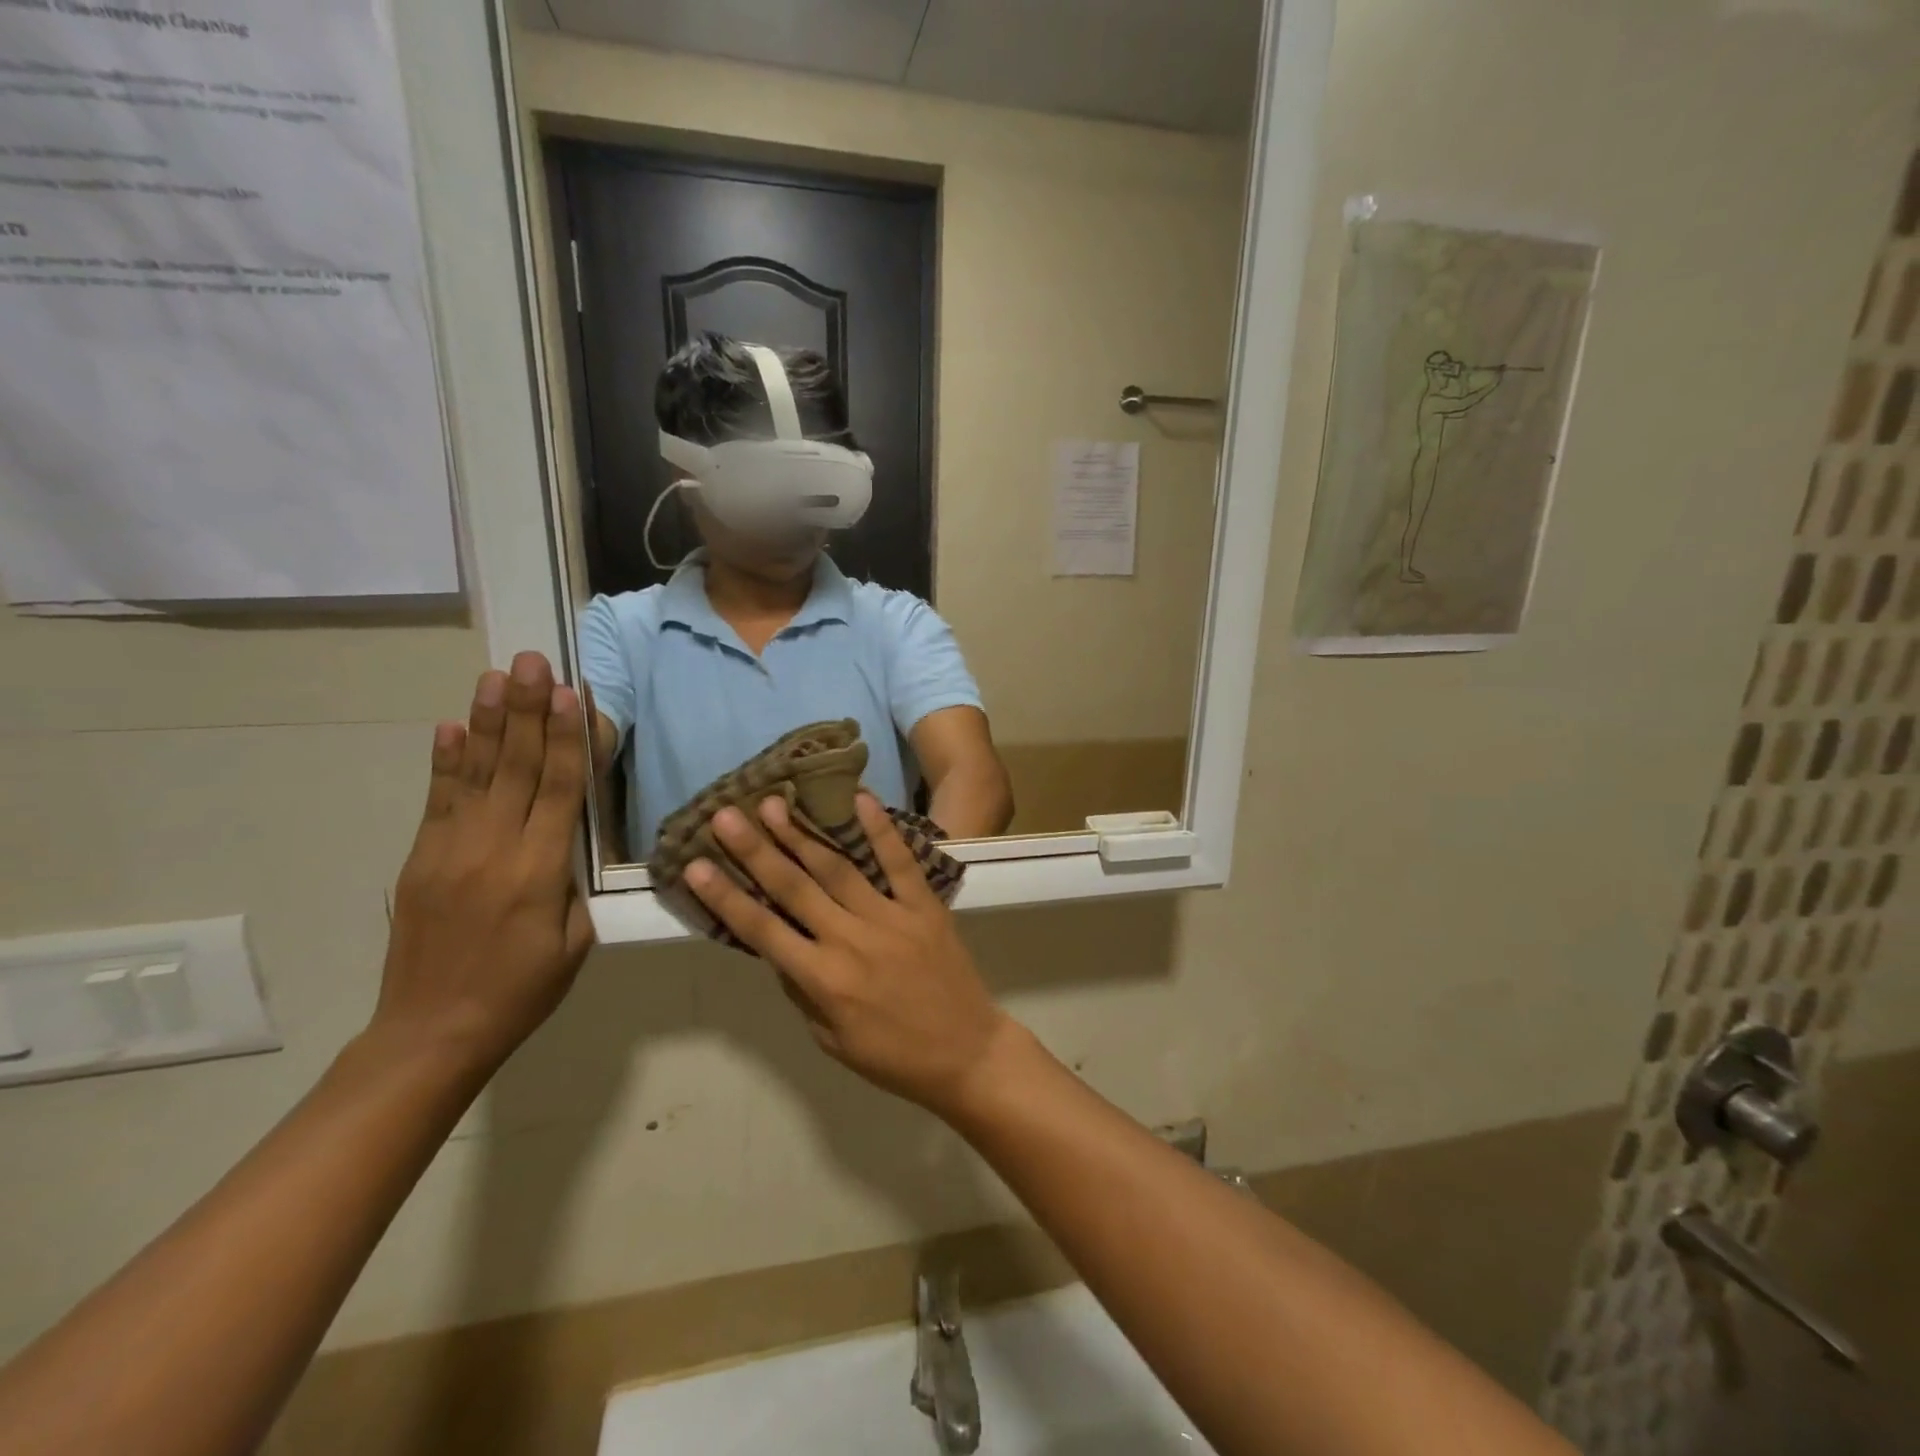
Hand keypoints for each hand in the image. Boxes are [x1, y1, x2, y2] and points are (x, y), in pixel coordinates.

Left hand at [375, 652, 596, 1070]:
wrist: (433, 1031)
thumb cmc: (523, 989)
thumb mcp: (576, 940)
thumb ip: (574, 882)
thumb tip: (570, 837)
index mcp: (539, 871)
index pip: (560, 789)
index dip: (567, 738)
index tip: (571, 693)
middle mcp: (493, 849)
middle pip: (517, 768)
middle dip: (527, 710)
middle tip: (532, 660)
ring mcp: (450, 850)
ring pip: (477, 774)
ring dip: (489, 722)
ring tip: (496, 676)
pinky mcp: (421, 859)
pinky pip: (438, 800)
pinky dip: (446, 761)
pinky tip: (453, 727)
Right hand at [684, 793, 1015, 1115]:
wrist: (967, 1054)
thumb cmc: (894, 1058)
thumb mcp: (831, 1040)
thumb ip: (801, 990)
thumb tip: (776, 947)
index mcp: (824, 979)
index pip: (763, 930)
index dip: (725, 897)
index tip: (696, 864)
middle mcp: (851, 940)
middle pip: (795, 888)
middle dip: (756, 850)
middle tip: (726, 814)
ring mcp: (892, 918)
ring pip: (839, 868)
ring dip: (803, 834)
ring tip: (775, 803)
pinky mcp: (925, 907)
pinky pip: (900, 863)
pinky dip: (881, 830)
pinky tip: (860, 798)